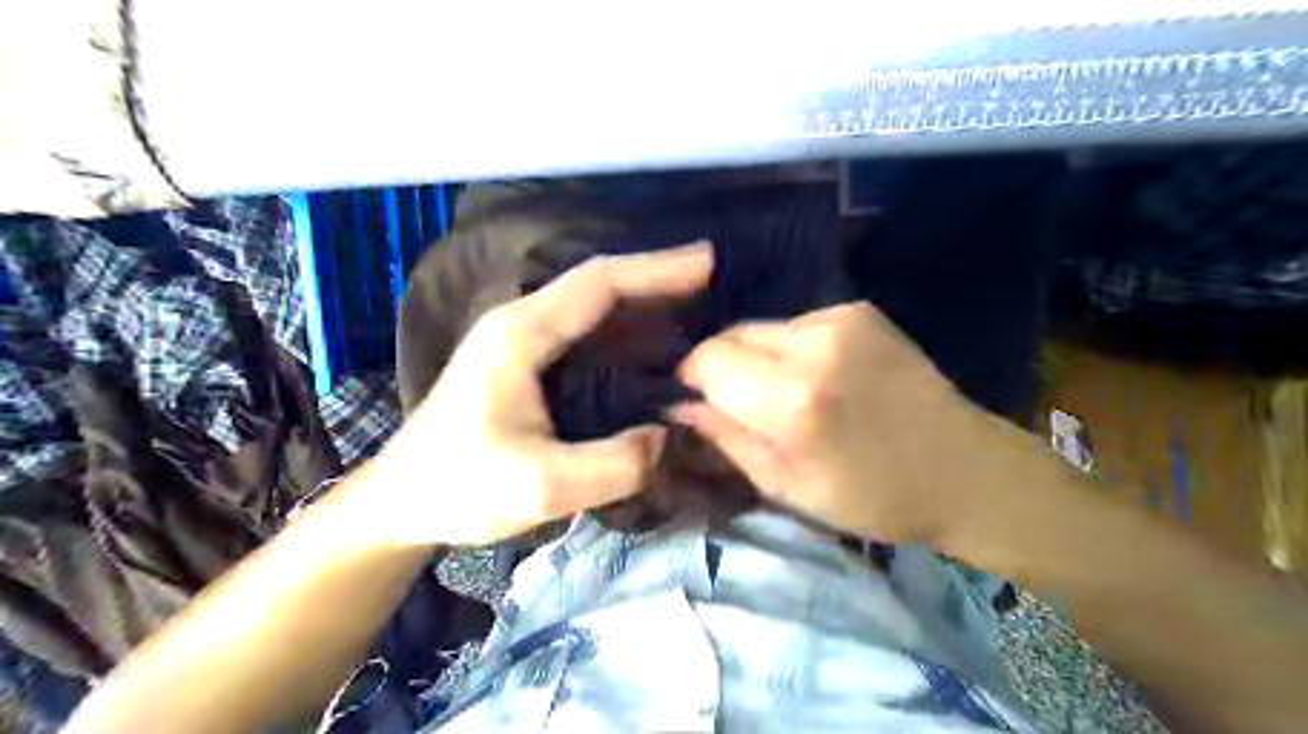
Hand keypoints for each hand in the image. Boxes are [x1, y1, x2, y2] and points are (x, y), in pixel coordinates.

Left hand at [368, 244, 712, 546]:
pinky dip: (625, 330)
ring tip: (696, 309)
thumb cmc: (460, 488)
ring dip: (643, 303)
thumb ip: (614, 465)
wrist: (402, 500)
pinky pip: (585, 332)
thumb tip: (667, 436)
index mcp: (520, 335)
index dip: (656, 270)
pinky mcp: (524, 362)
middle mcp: (520, 323)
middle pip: (598, 285)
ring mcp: (520, 340)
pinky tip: (653, 346)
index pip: (598, 285)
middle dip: (657, 279)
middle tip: (713, 281)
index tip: (708, 263)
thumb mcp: (542, 488)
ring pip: (592, 306)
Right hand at [675, 298, 1019, 544]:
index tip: (695, 403)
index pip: (706, 361)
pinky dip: (789, 350)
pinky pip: (795, 325)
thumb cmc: (873, 497)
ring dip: (755, 358)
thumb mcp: (786, 486)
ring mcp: (840, 319)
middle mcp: (813, 344)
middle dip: (721, 367)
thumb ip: (725, 439)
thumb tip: (679, 406)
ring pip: (760, 328)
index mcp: (792, 400)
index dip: (691, 380)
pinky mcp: (859, 310)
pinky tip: (817, 378)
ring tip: (782, 395)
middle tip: (739, 405)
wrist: (966, 471)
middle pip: (729, 335)